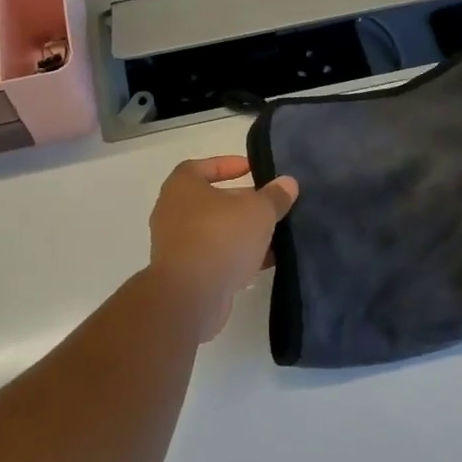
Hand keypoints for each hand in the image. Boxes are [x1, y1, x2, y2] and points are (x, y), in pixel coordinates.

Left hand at [146, 156, 298, 341]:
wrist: (190, 296)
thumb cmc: (220, 237)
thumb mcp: (258, 211)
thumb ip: (274, 196)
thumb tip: (288, 183)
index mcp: (181, 187)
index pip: (201, 167)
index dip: (226, 165)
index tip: (251, 169)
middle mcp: (173, 212)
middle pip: (211, 201)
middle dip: (241, 202)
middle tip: (269, 204)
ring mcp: (176, 245)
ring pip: (215, 231)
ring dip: (242, 232)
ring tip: (273, 233)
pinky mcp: (185, 274)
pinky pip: (214, 257)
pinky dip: (236, 257)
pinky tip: (265, 261)